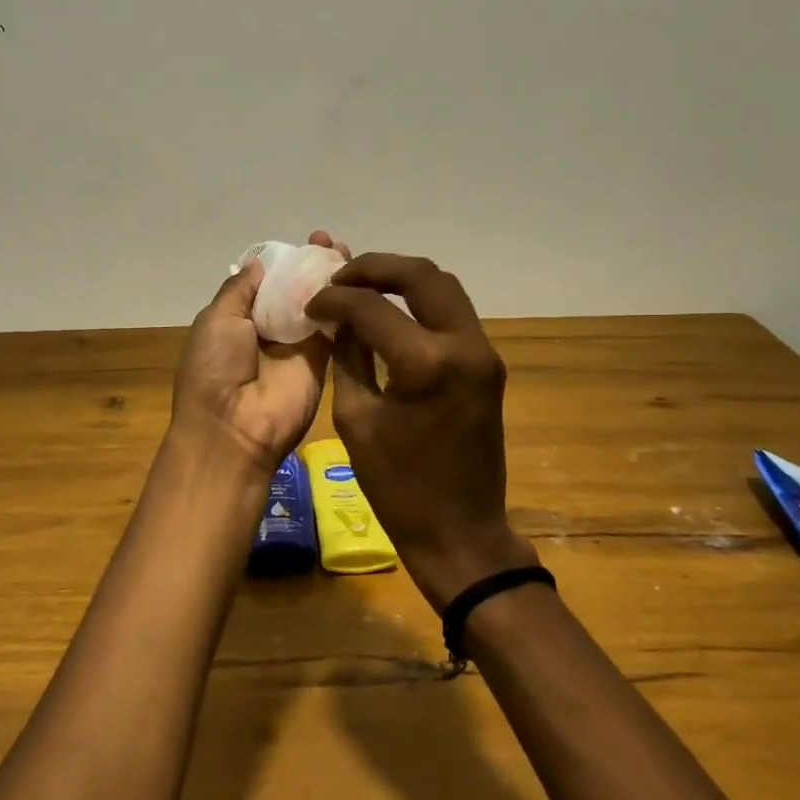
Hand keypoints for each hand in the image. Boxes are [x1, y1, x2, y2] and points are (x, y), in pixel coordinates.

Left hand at [170, 231, 347, 477]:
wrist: (233, 428)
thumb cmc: (214, 368)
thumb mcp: (216, 319)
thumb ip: (240, 290)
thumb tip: (259, 264)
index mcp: (239, 320)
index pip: (269, 283)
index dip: (286, 262)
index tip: (306, 241)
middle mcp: (270, 331)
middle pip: (297, 291)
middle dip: (312, 266)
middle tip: (330, 242)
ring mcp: (298, 346)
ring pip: (319, 306)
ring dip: (332, 280)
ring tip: (345, 252)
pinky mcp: (322, 362)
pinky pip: (335, 328)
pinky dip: (346, 304)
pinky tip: (358, 279)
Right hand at [306, 254, 536, 609]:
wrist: (460, 531)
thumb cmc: (398, 487)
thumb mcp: (356, 419)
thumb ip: (348, 357)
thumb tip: (340, 318)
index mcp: (427, 364)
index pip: (372, 307)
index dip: (335, 299)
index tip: (311, 303)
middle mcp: (465, 346)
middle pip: (422, 276)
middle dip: (376, 268)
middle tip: (339, 278)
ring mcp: (484, 354)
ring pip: (445, 288)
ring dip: (402, 280)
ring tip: (361, 289)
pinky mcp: (488, 366)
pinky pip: (453, 315)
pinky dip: (420, 303)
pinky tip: (390, 312)